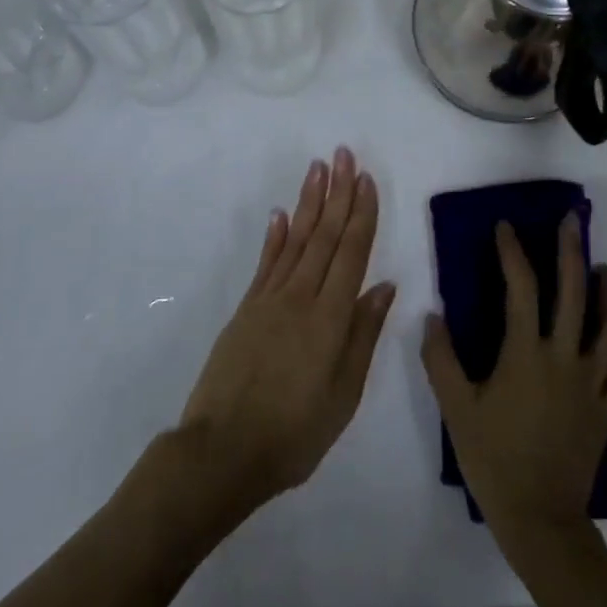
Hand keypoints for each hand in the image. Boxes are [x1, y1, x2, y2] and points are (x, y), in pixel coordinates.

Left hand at [179, 147, 394, 517]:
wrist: (222, 452)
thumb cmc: (294, 433)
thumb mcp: (343, 395)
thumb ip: (363, 336)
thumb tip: (384, 286)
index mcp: (330, 317)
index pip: (351, 252)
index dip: (361, 213)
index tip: (366, 178)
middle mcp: (300, 297)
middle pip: (324, 235)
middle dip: (337, 192)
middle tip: (343, 154)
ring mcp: (269, 300)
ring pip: (295, 239)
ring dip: (308, 201)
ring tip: (317, 168)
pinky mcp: (246, 310)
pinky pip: (266, 263)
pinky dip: (276, 235)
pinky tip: (280, 213)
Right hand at [421, 214, 606, 564]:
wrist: (540, 520)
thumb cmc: (494, 461)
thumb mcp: (457, 409)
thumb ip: (441, 360)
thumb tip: (434, 316)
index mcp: (526, 354)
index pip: (521, 288)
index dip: (513, 252)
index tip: (506, 227)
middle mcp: (565, 358)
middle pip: (574, 294)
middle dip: (571, 252)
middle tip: (571, 222)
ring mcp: (592, 383)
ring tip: (603, 270)